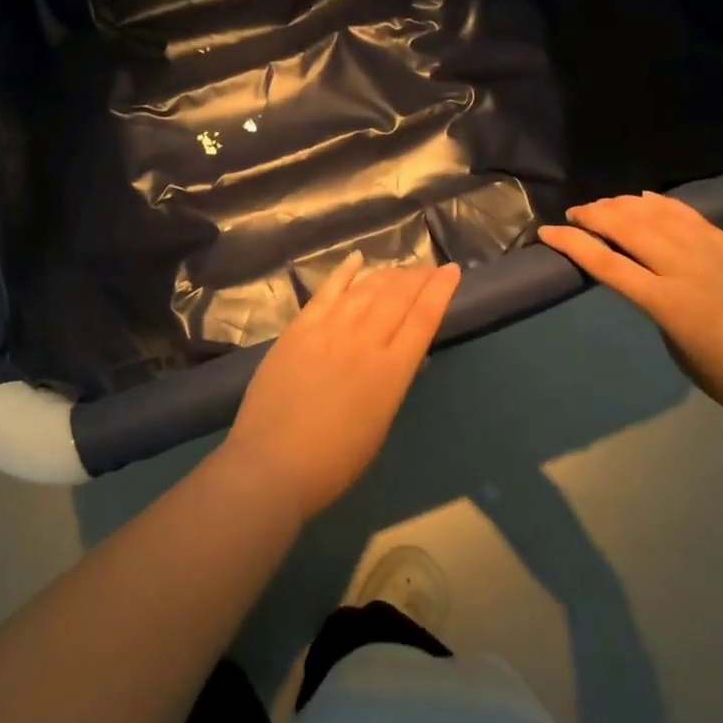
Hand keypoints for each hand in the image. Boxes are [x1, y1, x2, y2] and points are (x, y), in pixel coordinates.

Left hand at [222, 251, 460, 520]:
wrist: (271, 464)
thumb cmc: (333, 462)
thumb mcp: (379, 424)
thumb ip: (391, 383)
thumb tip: (403, 356)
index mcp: (391, 371)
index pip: (423, 318)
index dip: (440, 290)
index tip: (451, 271)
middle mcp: (364, 341)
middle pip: (398, 297)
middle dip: (418, 277)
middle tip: (429, 267)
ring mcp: (329, 330)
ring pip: (366, 289)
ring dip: (387, 275)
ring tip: (401, 268)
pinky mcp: (299, 328)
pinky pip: (326, 291)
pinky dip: (344, 272)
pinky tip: (357, 258)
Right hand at [538, 194, 722, 439]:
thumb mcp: (680, 352)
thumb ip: (658, 311)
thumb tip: (647, 285)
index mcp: (669, 303)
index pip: (607, 264)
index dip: (573, 245)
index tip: (547, 232)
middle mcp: (686, 269)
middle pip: (629, 228)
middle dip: (594, 216)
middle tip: (572, 214)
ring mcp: (713, 254)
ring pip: (657, 215)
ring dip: (624, 205)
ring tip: (603, 205)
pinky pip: (690, 216)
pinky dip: (662, 204)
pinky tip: (646, 199)